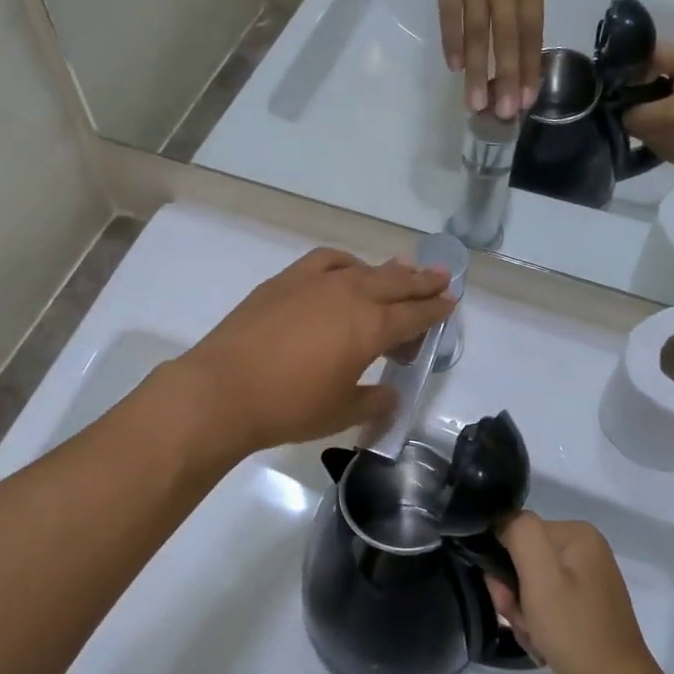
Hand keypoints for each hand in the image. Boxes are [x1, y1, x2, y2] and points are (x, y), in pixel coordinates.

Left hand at [171, 249, 454, 456]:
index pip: (414, 315)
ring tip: (403, 268)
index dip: (435, 311)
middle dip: (422, 281)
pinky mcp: (285, 280)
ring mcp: (315, 283)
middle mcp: (349, 295)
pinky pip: (326, 261)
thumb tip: (388, 394)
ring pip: (363, 268)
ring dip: (388, 269)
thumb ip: (372, 401)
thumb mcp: (340, 412)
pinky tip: (347, 270)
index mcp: (370, 328)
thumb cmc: (288, 407)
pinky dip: (345, 263)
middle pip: (396, 283)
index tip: (450, 304)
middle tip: (442, 277)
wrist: (222, 390)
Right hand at [436, 0, 545, 120]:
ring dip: (478, 70)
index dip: (528, 67)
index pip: (530, 31)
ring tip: (475, 103)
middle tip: (502, 114)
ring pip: (478, 31)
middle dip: (505, 78)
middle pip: (506, 37)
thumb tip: (516, 43)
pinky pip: (450, 13)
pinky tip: (455, 66)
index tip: (526, 100)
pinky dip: (453, 40)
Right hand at [485, 512, 660, 673]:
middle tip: (522, 621)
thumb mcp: (540, 575)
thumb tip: (502, 522)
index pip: (517, 532)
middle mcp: (585, 550)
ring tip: (535, 637)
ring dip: (524, 613)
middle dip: (514, 594)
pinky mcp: (586, 606)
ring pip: (531, 586)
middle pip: (524, 560)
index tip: (507, 598)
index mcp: (577, 534)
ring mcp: (587, 580)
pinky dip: (538, 624)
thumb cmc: (574, 630)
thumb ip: (519, 532)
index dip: (502, 564)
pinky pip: (546, 604)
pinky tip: (544, 644)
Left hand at [622, 45, 673, 167]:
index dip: (630, 104)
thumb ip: (645, 64)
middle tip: (659, 99)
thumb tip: (617, 76)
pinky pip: (658, 151)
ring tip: (670, 110)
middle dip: (641, 116)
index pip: (630, 119)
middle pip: (636, 133)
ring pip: (646, 143)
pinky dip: (661, 138)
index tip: (641, 92)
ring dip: (650, 128)